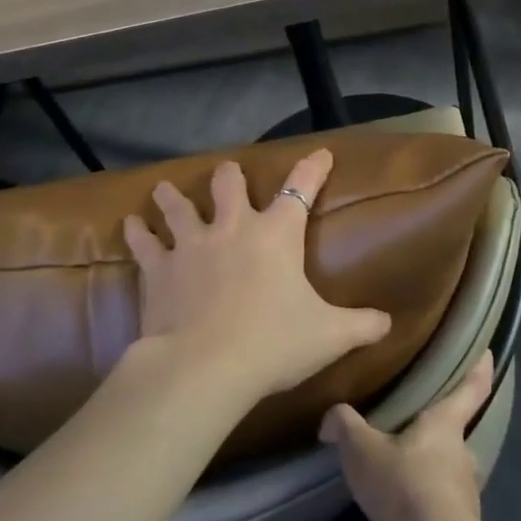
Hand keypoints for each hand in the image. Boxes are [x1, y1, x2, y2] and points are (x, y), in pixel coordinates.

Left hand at [122, 150, 391, 406]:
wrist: (205, 367)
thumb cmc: (274, 343)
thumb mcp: (329, 336)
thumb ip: (361, 325)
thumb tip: (389, 323)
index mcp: (277, 234)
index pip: (301, 189)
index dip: (313, 169)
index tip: (321, 154)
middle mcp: (233, 228)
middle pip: (228, 184)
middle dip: (229, 176)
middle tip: (228, 175)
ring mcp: (191, 244)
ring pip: (178, 206)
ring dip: (172, 197)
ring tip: (163, 189)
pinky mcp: (159, 268)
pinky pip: (144, 242)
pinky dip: (137, 233)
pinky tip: (130, 224)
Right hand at [320, 353, 494, 520]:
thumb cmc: (405, 483)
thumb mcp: (362, 449)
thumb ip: (345, 426)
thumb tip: (331, 418)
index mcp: (445, 424)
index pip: (471, 386)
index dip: (479, 367)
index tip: (486, 352)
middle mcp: (460, 455)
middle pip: (450, 437)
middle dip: (430, 437)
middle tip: (403, 435)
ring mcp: (462, 495)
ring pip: (437, 481)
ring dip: (413, 485)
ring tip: (379, 492)